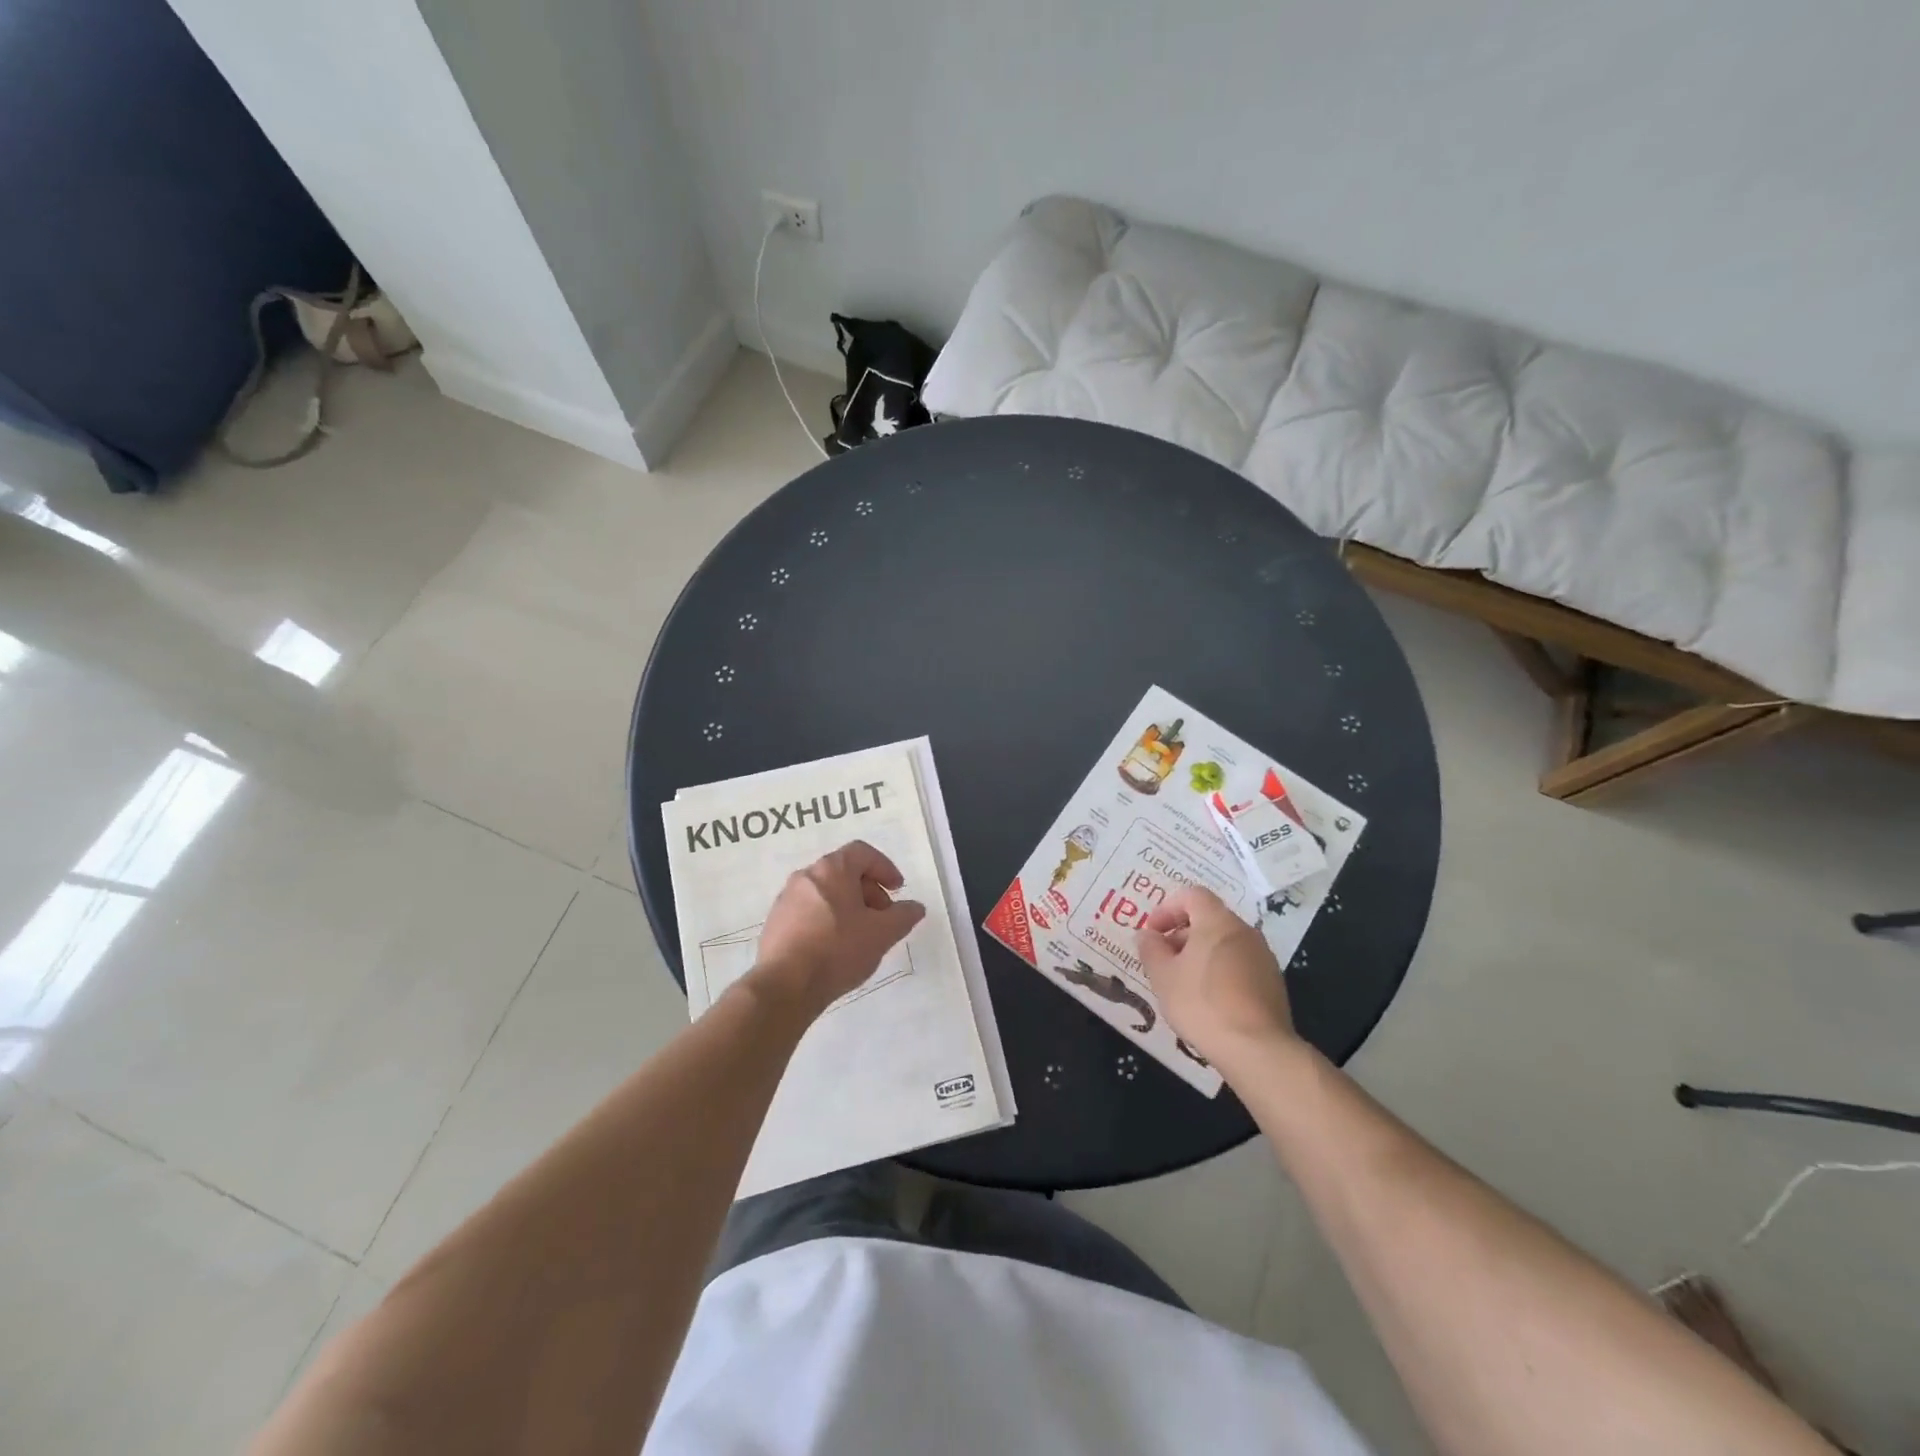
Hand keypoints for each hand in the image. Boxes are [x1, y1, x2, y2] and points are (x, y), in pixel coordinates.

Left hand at [751, 840, 925, 1016]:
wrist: (784, 986)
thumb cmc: (838, 949)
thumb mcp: (882, 934)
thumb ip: (903, 916)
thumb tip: (915, 907)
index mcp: (832, 869)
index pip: (863, 853)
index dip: (885, 868)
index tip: (897, 890)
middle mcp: (806, 876)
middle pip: (844, 872)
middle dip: (868, 891)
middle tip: (882, 917)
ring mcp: (786, 899)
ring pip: (825, 893)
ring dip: (848, 907)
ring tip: (860, 936)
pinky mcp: (775, 923)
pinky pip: (808, 912)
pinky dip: (827, 921)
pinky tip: (835, 949)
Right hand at [1137, 887, 1298, 1074]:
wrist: (1257, 1049)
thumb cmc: (1202, 1003)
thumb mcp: (1162, 976)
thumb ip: (1150, 949)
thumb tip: (1147, 935)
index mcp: (1218, 922)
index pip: (1192, 895)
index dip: (1167, 908)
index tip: (1152, 932)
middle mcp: (1245, 932)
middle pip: (1209, 919)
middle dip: (1182, 934)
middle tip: (1163, 960)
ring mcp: (1263, 958)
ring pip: (1225, 944)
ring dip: (1201, 955)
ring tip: (1183, 984)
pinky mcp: (1273, 983)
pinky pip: (1240, 965)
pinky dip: (1221, 972)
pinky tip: (1209, 1001)